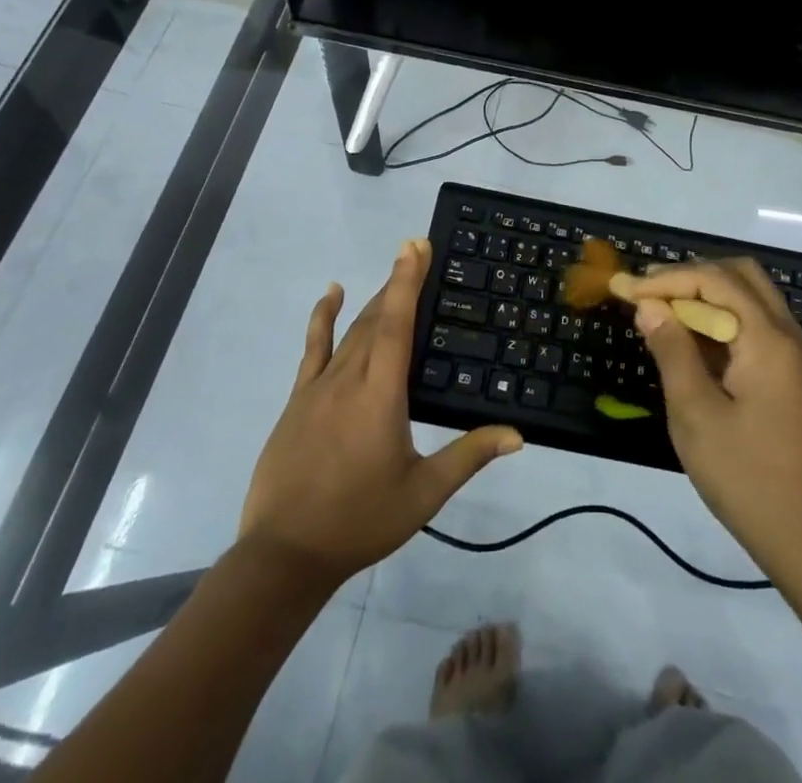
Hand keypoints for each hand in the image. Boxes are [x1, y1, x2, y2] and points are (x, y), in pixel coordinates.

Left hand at [238, 238, 522, 585]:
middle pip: (375, 318)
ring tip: (393, 274)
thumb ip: (469, 455)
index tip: (416, 246)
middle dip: (397, 282)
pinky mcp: (298, 399)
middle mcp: (349, 378)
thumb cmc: (360, 521)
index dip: (407, 281)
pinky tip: (329, 294)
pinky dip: (322, 317)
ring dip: (372, 299)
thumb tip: (517, 435)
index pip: (396, 324)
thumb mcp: (423, 492)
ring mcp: (318, 387)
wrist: (284, 555)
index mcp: (381, 394)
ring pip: (350, 330)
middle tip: (416, 251)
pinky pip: (313, 348)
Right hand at [631, 260, 801, 575]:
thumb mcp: (696, 416)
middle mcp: (790, 335)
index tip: (627, 290)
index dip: (667, 279)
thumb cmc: (748, 479)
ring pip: (752, 298)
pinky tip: (694, 342)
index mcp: (769, 339)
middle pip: (740, 276)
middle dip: (691, 277)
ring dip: (708, 296)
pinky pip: (758, 326)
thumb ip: (672, 352)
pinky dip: (724, 320)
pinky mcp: (796, 377)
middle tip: (649, 293)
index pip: (715, 280)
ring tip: (663, 313)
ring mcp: (798, 356)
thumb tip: (649, 307)